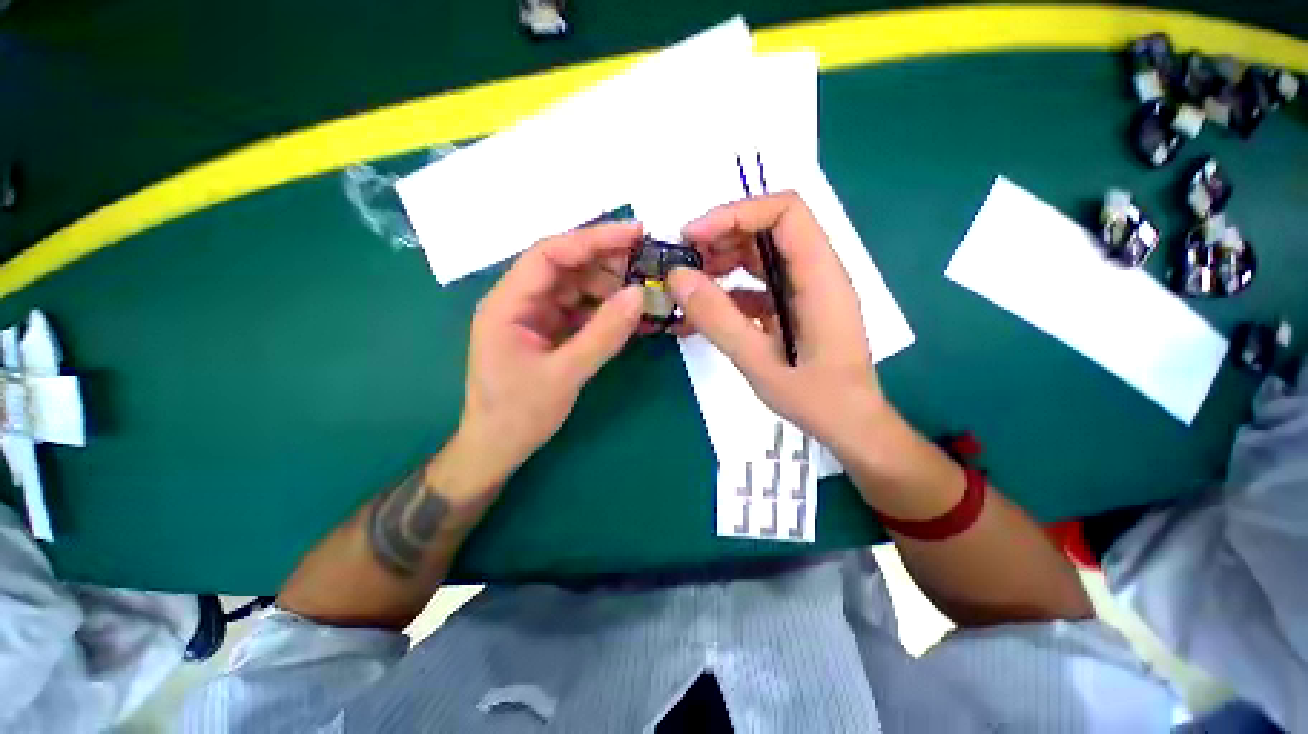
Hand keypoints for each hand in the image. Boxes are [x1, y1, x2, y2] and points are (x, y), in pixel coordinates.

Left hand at [459, 221, 643, 480]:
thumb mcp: (565, 375)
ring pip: (577, 288)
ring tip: (645, 295)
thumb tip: (639, 295)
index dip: (592, 239)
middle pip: (566, 267)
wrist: (498, 448)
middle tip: (649, 266)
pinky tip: (630, 316)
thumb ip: (603, 335)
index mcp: (508, 304)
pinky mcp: (550, 331)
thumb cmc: (519, 414)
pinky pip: (581, 311)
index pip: (550, 254)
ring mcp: (536, 316)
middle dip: (608, 263)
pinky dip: (606, 311)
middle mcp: (520, 302)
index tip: (635, 233)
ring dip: (611, 288)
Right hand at [668, 192, 888, 447]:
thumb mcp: (759, 361)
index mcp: (819, 276)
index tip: (692, 237)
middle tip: (682, 264)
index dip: (735, 214)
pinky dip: (727, 293)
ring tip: (686, 289)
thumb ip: (718, 319)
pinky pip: (756, 286)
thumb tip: (677, 277)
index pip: (784, 212)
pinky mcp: (791, 308)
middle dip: (720, 239)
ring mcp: (802, 290)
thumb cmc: (816, 398)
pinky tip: (702, 313)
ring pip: (758, 257)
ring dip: (720, 265)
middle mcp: (814, 273)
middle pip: (767, 230)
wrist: (849, 426)